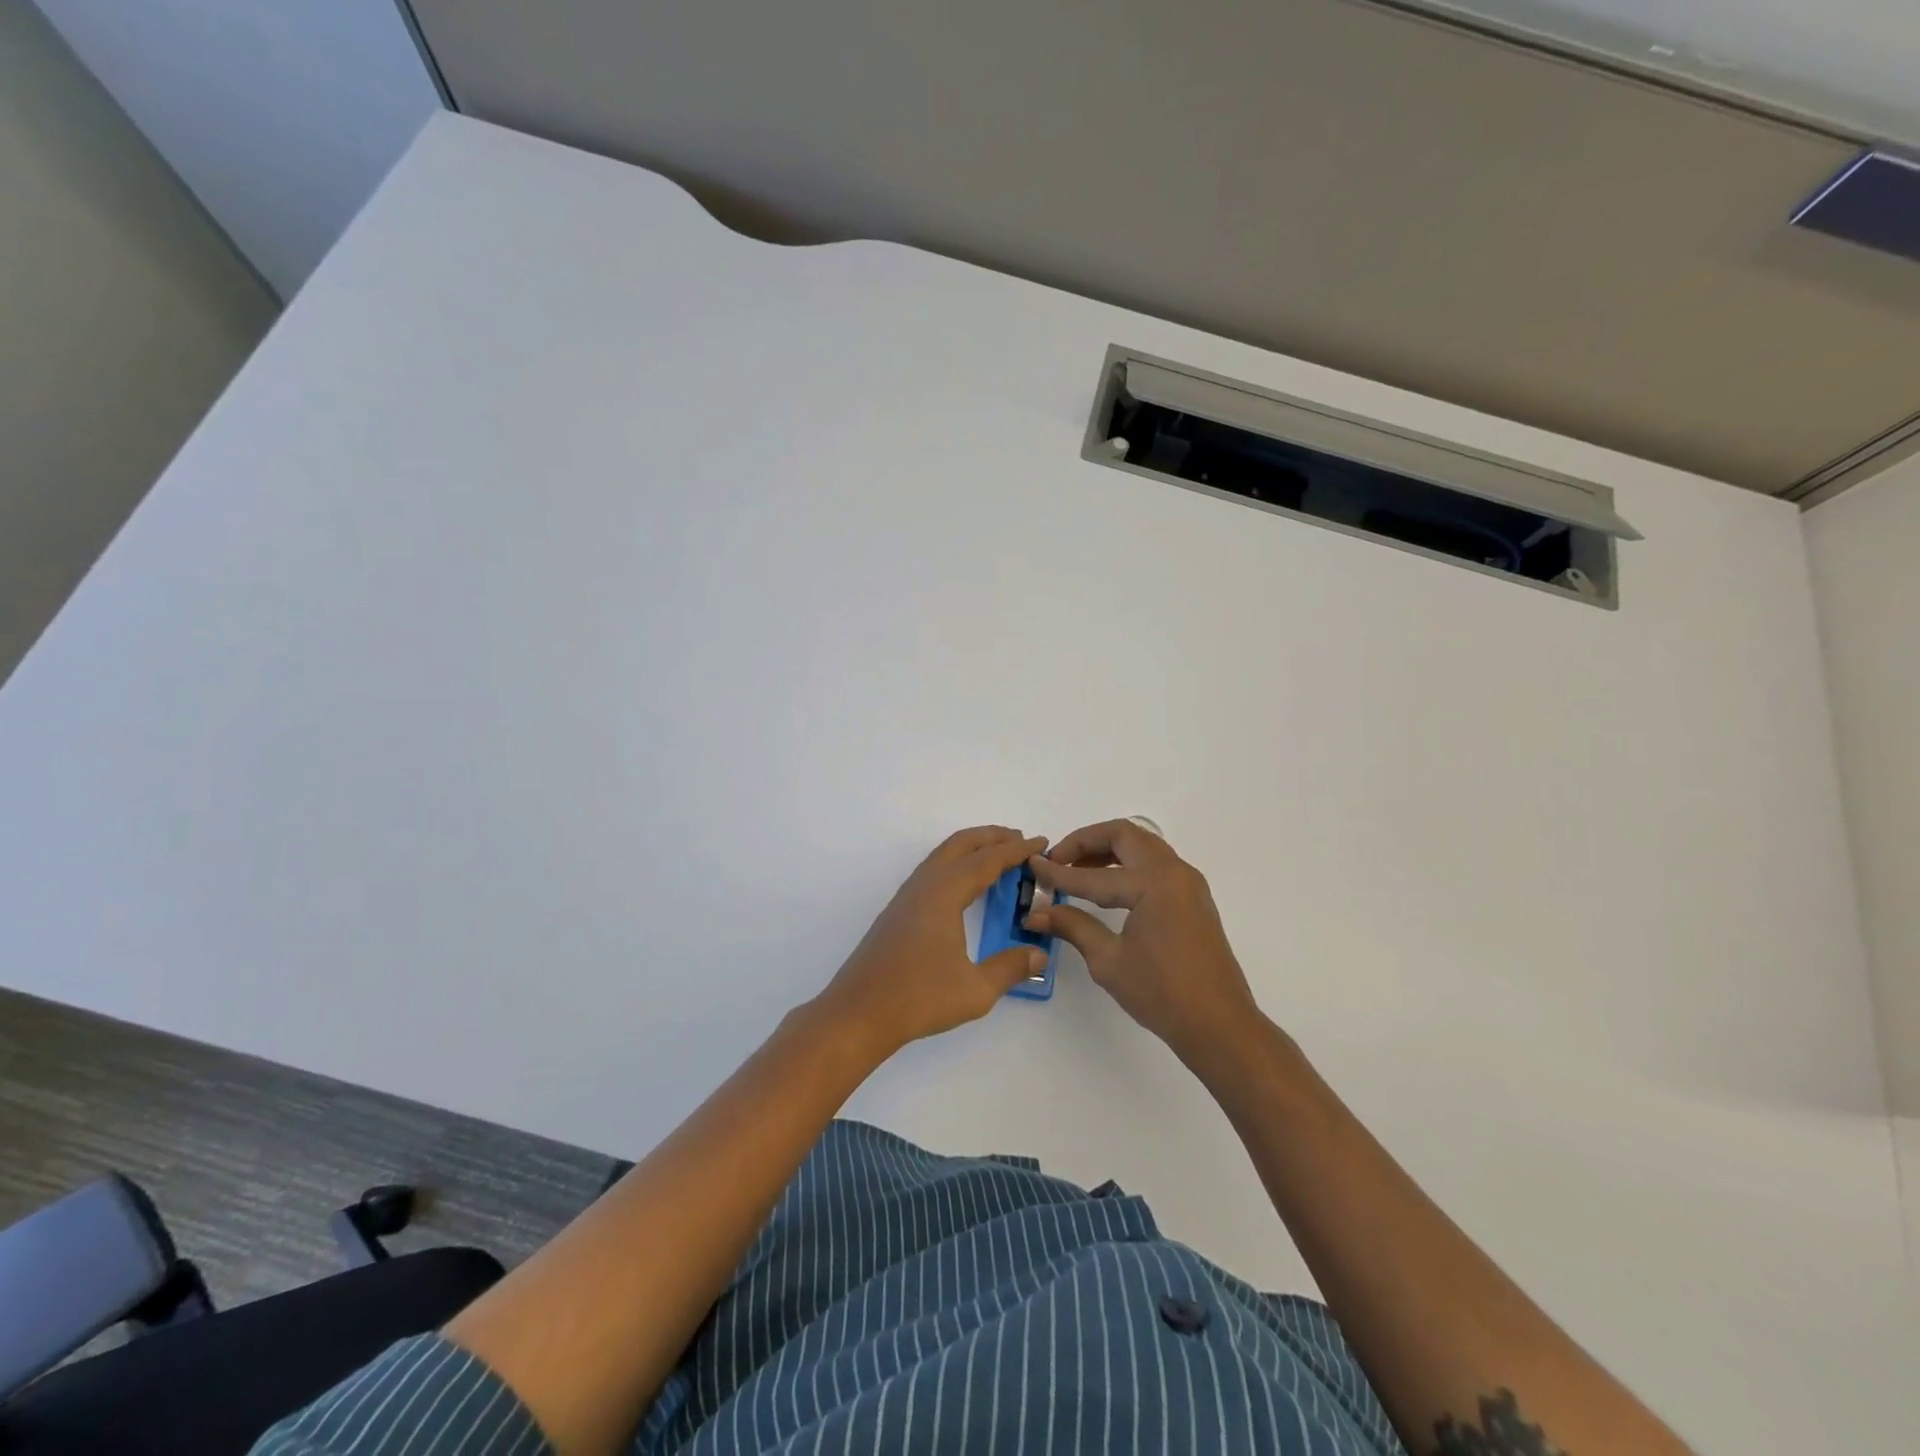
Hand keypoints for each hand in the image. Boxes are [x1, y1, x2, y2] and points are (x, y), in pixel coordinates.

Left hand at [815, 826, 1051, 1061]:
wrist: (857, 1014)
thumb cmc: (918, 999)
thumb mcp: (975, 990)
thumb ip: (1010, 968)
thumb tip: (1039, 955)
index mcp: (943, 894)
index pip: (986, 861)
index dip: (1016, 850)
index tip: (1040, 842)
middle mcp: (924, 886)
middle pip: (960, 844)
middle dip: (992, 837)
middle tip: (1021, 841)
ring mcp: (907, 897)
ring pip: (943, 856)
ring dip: (971, 849)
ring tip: (998, 858)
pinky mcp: (898, 911)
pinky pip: (933, 872)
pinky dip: (956, 865)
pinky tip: (965, 887)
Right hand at [1025, 819, 1262, 1063]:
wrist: (1219, 1025)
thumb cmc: (1162, 994)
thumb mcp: (1108, 961)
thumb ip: (1072, 926)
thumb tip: (1036, 913)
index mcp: (1153, 883)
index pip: (1093, 874)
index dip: (1058, 872)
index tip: (1031, 866)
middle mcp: (1174, 872)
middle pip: (1124, 835)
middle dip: (1086, 842)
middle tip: (1057, 859)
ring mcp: (1187, 882)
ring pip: (1142, 845)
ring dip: (1108, 850)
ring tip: (1076, 869)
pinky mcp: (1193, 897)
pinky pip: (1155, 863)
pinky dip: (1127, 863)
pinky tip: (1106, 886)